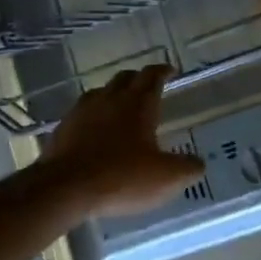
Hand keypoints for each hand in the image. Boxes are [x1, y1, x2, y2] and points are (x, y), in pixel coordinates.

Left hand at [40, 63, 204, 218]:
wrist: (65, 188)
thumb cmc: (121, 177)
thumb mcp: (166, 177)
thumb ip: (187, 168)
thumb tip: (198, 163)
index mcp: (138, 104)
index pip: (152, 76)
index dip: (163, 71)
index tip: (170, 70)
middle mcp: (109, 100)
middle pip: (125, 78)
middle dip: (138, 79)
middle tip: (147, 87)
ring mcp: (81, 112)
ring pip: (100, 93)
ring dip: (113, 95)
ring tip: (120, 107)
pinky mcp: (62, 129)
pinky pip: (81, 114)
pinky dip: (92, 117)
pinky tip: (94, 131)